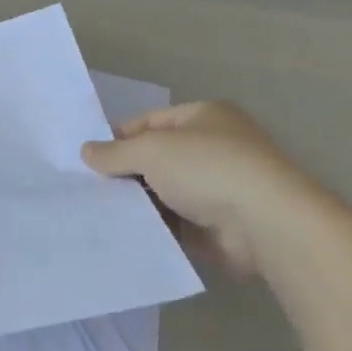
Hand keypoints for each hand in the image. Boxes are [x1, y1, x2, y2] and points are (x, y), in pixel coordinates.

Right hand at [82, 102, 329, 270]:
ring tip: (97, 212)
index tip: (88, 159)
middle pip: (155, 158)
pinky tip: (123, 233)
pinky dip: (153, 227)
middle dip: (124, 173)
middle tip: (87, 188)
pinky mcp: (215, 226)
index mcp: (203, 117)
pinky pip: (173, 223)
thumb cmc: (207, 169)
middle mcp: (212, 148)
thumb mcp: (151, 150)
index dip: (117, 138)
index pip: (148, 122)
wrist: (265, 225)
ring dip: (137, 202)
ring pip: (162, 192)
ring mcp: (216, 189)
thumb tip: (85, 151)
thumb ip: (114, 152)